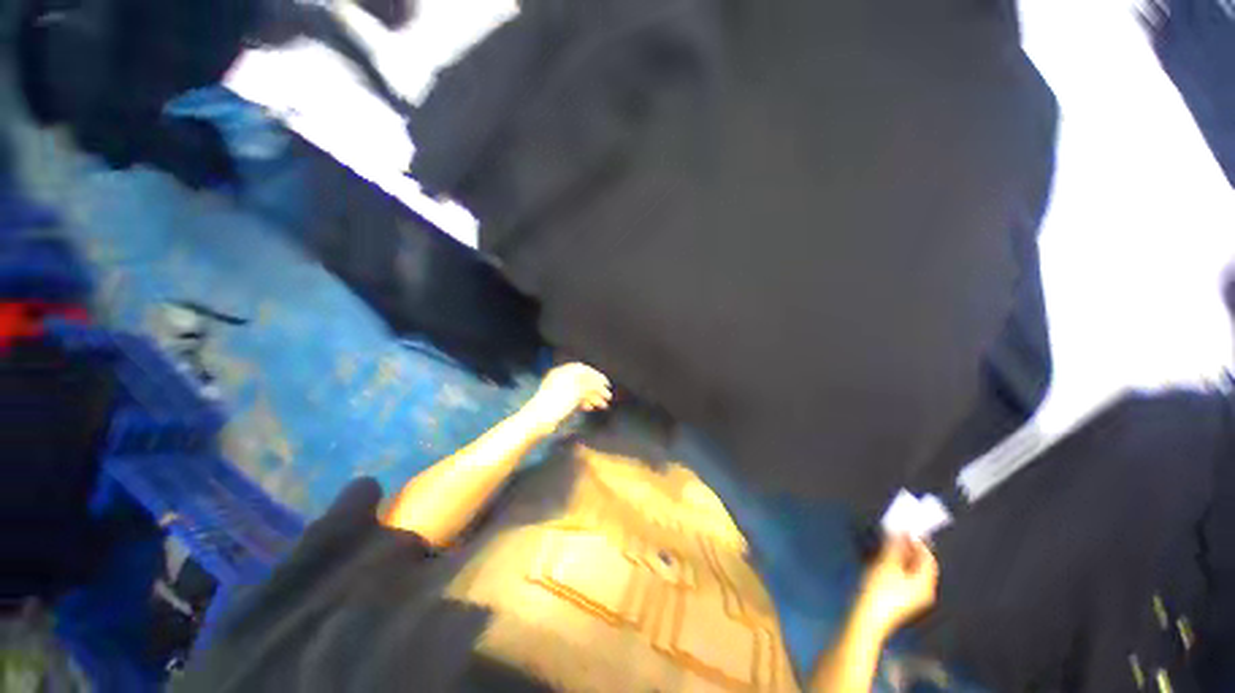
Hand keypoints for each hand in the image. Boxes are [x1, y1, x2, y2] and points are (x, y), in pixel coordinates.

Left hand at [524, 363, 612, 433]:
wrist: (538, 421)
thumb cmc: (556, 403)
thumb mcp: (576, 391)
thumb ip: (589, 384)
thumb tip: (599, 381)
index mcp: (563, 373)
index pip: (583, 369)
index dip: (596, 375)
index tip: (606, 384)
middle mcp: (561, 380)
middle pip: (583, 381)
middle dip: (597, 389)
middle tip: (608, 397)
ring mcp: (560, 392)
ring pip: (580, 391)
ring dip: (593, 397)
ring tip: (602, 406)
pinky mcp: (558, 403)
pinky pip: (574, 400)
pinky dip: (584, 402)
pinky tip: (590, 408)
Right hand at [855, 535, 938, 636]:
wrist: (866, 616)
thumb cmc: (880, 590)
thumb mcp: (887, 564)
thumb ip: (894, 546)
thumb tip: (899, 532)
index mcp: (925, 583)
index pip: (927, 557)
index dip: (917, 541)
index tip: (905, 527)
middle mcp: (922, 590)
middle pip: (919, 563)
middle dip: (907, 547)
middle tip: (894, 533)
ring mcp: (910, 596)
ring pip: (908, 569)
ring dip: (898, 554)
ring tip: (885, 542)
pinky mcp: (898, 598)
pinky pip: (901, 575)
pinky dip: (893, 563)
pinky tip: (880, 558)